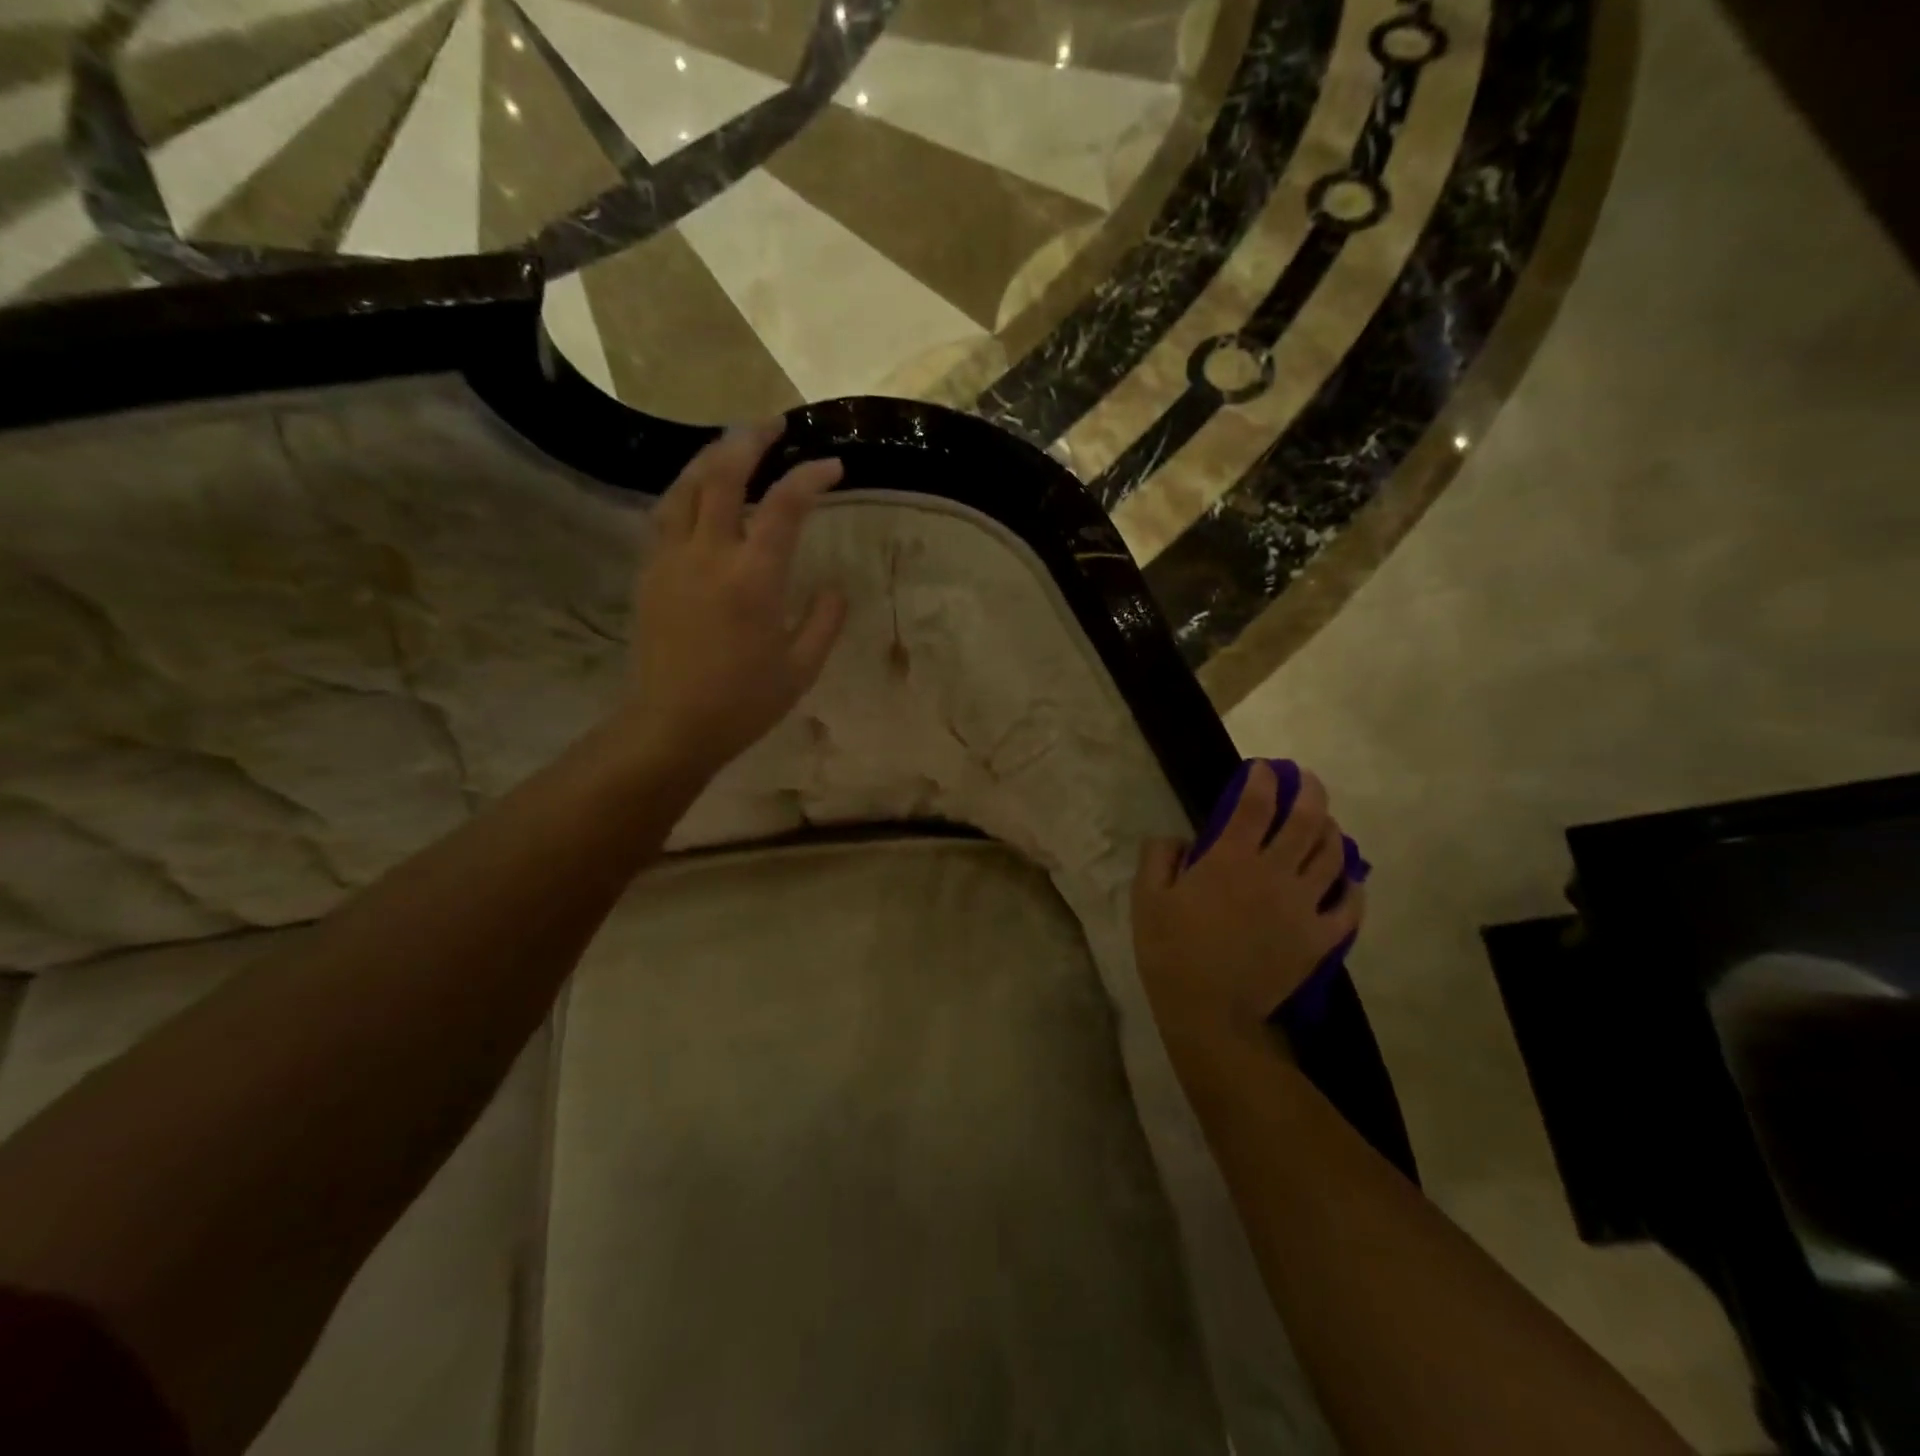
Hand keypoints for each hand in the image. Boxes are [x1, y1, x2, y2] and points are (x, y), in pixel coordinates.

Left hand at [622, 421, 845, 775]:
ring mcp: (671, 559)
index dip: (811, 476)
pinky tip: (699, 490)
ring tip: (735, 444)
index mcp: (753, 579)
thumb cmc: (743, 702)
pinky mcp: (649, 572)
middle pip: (724, 475)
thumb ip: (824, 621)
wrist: (671, 725)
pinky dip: (687, 489)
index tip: (833, 466)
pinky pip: (665, 513)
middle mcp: (708, 555)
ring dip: (712, 456)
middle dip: (751, 439)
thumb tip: (834, 587)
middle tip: (774, 424)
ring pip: (686, 485)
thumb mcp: (801, 668)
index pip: (785, 506)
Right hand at [1132, 763, 1362, 1048]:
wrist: (1209, 1013)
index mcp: (1231, 859)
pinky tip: (1347, 879)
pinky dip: (1353, 887)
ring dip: (1332, 831)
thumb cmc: (1171, 951)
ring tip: (1325, 823)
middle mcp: (1274, 873)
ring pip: (1333, 856)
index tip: (1262, 769)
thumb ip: (1159, 856)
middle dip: (1309, 791)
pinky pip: (1349, 906)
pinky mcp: (1320, 938)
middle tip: (1305, 780)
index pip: (1255, 803)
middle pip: (1307, 820)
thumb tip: (1178, 838)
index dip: (1262, 779)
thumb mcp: (1147, 898)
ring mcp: (1303, 906)